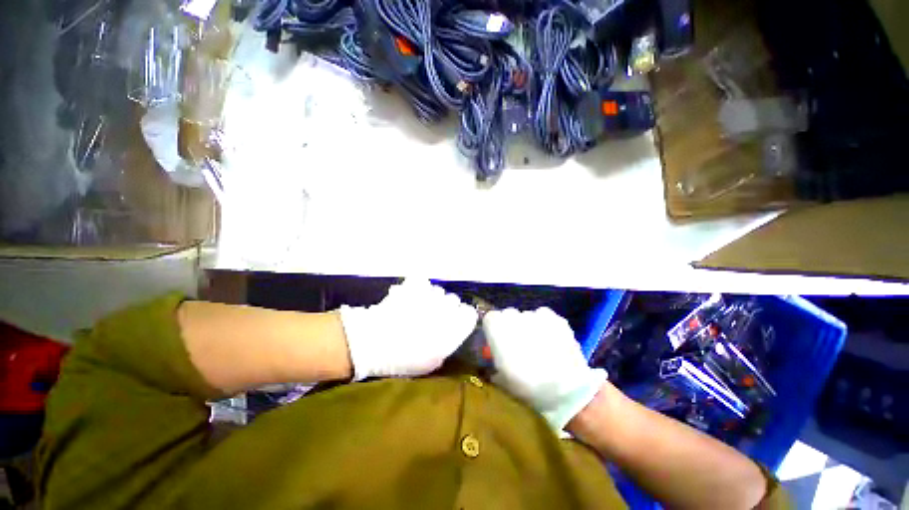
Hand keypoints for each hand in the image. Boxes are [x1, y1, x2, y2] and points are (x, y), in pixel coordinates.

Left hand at [339, 279, 477, 380]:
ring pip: (439, 290)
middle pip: (454, 300)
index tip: (453, 324)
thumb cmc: (404, 358)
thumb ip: (446, 346)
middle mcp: (446, 306)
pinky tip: (410, 296)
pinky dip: (418, 288)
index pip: (469, 314)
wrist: (375, 341)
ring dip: (432, 298)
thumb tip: (449, 335)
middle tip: (432, 318)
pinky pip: (422, 282)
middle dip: (446, 307)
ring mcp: (430, 293)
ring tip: (417, 308)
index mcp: (454, 327)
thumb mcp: (431, 363)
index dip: (462, 318)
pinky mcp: (414, 285)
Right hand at [483, 307, 606, 430]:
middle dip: (511, 326)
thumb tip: (492, 355)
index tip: (499, 341)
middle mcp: (514, 317)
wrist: (566, 390)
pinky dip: (545, 324)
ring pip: (527, 316)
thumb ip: (494, 361)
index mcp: (498, 330)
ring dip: (529, 326)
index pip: (490, 318)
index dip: (494, 329)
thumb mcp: (502, 379)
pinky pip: (544, 316)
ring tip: (539, 344)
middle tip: (519, 344)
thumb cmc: (528, 387)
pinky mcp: (555, 318)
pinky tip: (551, 339)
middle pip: (508, 314)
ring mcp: (536, 315)